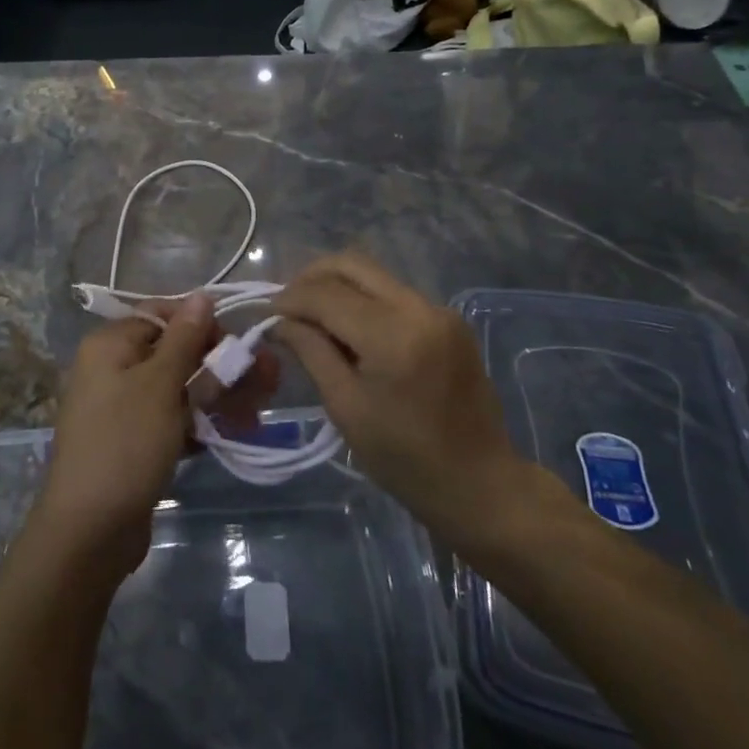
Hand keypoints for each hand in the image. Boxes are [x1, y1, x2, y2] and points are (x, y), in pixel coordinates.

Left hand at [28, 294, 278, 581]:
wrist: (88, 533)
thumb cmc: (125, 444)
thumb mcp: (160, 385)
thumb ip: (185, 338)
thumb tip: (202, 294)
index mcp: (111, 344)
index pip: (164, 315)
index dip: (203, 325)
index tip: (236, 345)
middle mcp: (114, 368)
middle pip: (177, 352)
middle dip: (221, 365)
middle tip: (267, 381)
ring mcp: (124, 407)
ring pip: (179, 387)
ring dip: (218, 395)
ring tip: (256, 413)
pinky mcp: (135, 441)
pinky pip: (173, 418)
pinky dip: (201, 422)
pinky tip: (234, 433)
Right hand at [273, 253, 572, 551]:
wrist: (481, 485)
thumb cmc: (405, 460)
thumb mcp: (346, 408)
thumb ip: (311, 352)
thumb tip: (279, 321)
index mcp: (393, 336)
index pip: (326, 294)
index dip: (290, 299)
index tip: (267, 315)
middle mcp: (419, 308)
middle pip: (351, 264)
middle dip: (311, 278)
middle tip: (287, 306)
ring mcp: (438, 309)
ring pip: (372, 273)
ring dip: (337, 286)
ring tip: (313, 317)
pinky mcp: (448, 318)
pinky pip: (392, 292)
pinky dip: (362, 299)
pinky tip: (348, 328)